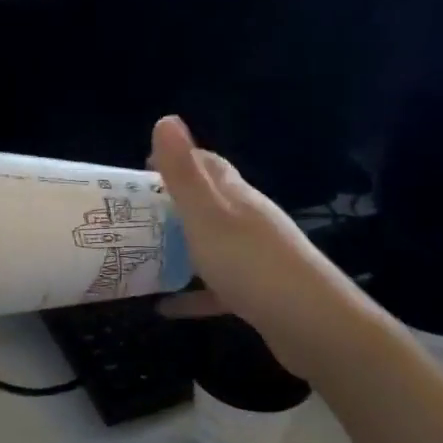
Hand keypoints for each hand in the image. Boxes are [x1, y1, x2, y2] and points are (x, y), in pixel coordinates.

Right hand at [150, 116, 353, 380]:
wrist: (309, 323)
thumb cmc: (250, 263)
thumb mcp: (207, 214)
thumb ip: (183, 172)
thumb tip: (166, 119)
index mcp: (236, 197)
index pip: (209, 165)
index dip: (178, 160)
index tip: (142, 169)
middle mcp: (248, 221)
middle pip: (210, 203)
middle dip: (174, 204)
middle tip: (133, 214)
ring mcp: (255, 258)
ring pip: (212, 245)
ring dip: (181, 247)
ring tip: (143, 255)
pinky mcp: (256, 294)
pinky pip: (216, 290)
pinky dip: (191, 295)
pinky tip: (164, 307)